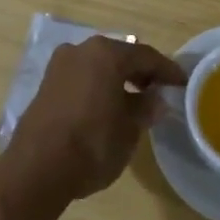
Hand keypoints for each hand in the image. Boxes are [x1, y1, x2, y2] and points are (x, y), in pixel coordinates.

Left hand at [0, 36, 186, 211]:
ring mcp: (59, 65)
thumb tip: (155, 100)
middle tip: (159, 90)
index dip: (167, 70)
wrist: (36, 169)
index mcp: (106, 54)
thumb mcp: (129, 129)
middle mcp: (81, 50)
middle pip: (120, 56)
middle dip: (141, 72)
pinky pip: (81, 78)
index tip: (182, 83)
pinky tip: (108, 106)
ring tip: (135, 101)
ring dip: (118, 79)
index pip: (146, 56)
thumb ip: (145, 108)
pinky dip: (98, 86)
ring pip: (98, 66)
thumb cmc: (92, 144)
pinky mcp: (46, 84)